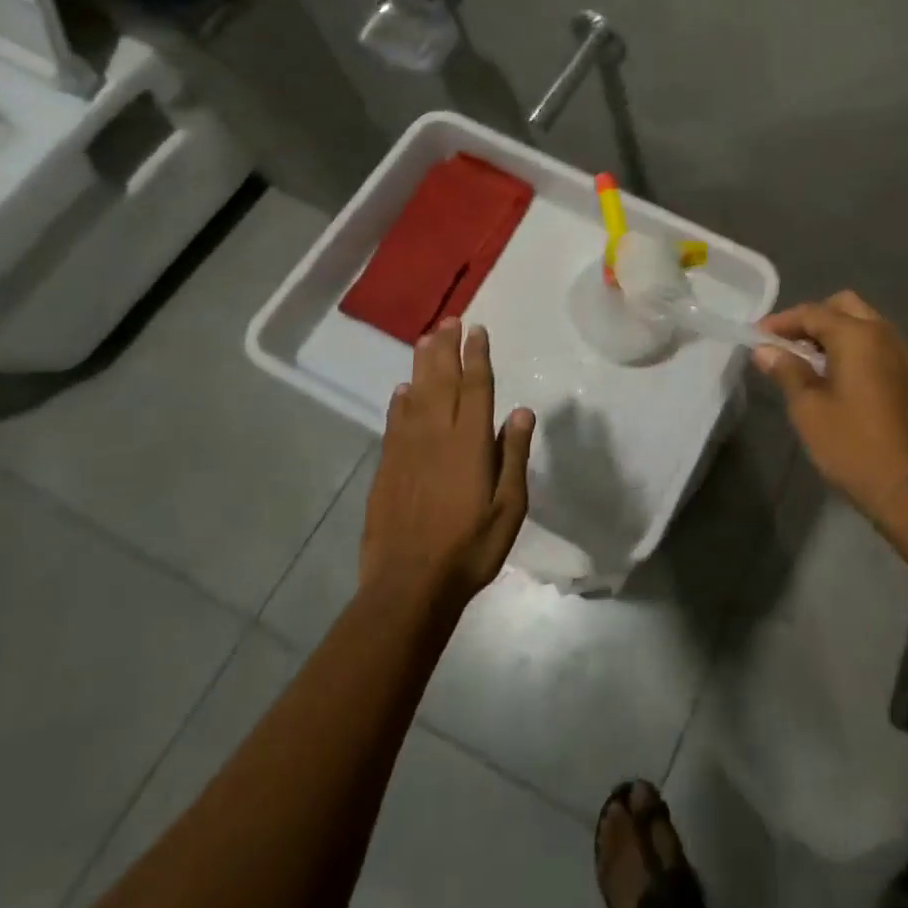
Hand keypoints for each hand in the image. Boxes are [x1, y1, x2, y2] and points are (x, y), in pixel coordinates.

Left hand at [360, 319, 536, 609]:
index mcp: (470, 443)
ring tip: (427, 339)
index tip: (477, 330)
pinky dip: (399, 402)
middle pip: (442, 382)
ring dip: (422, 365)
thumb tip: (520, 411)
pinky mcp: (387, 468)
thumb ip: (513, 455)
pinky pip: (394, 423)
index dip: (476, 356)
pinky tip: (402, 390)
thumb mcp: (509, 507)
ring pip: (416, 396)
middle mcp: (437, 436)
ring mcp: (407, 451)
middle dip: (447, 348)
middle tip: (450, 320)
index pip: (475, 387)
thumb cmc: (470, 548)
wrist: (409, 587)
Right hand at [753, 292, 907, 518]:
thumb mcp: (809, 410)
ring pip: (869, 327)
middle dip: (815, 319)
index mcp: (858, 335)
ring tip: (815, 363)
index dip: (781, 321)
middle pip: (846, 308)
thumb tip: (764, 349)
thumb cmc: (854, 446)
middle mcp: (887, 334)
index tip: (758, 335)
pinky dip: (862, 352)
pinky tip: (847, 381)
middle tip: (790, 343)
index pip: (813, 312)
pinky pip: (885, 349)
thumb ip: (787, 371)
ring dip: (840, 335)